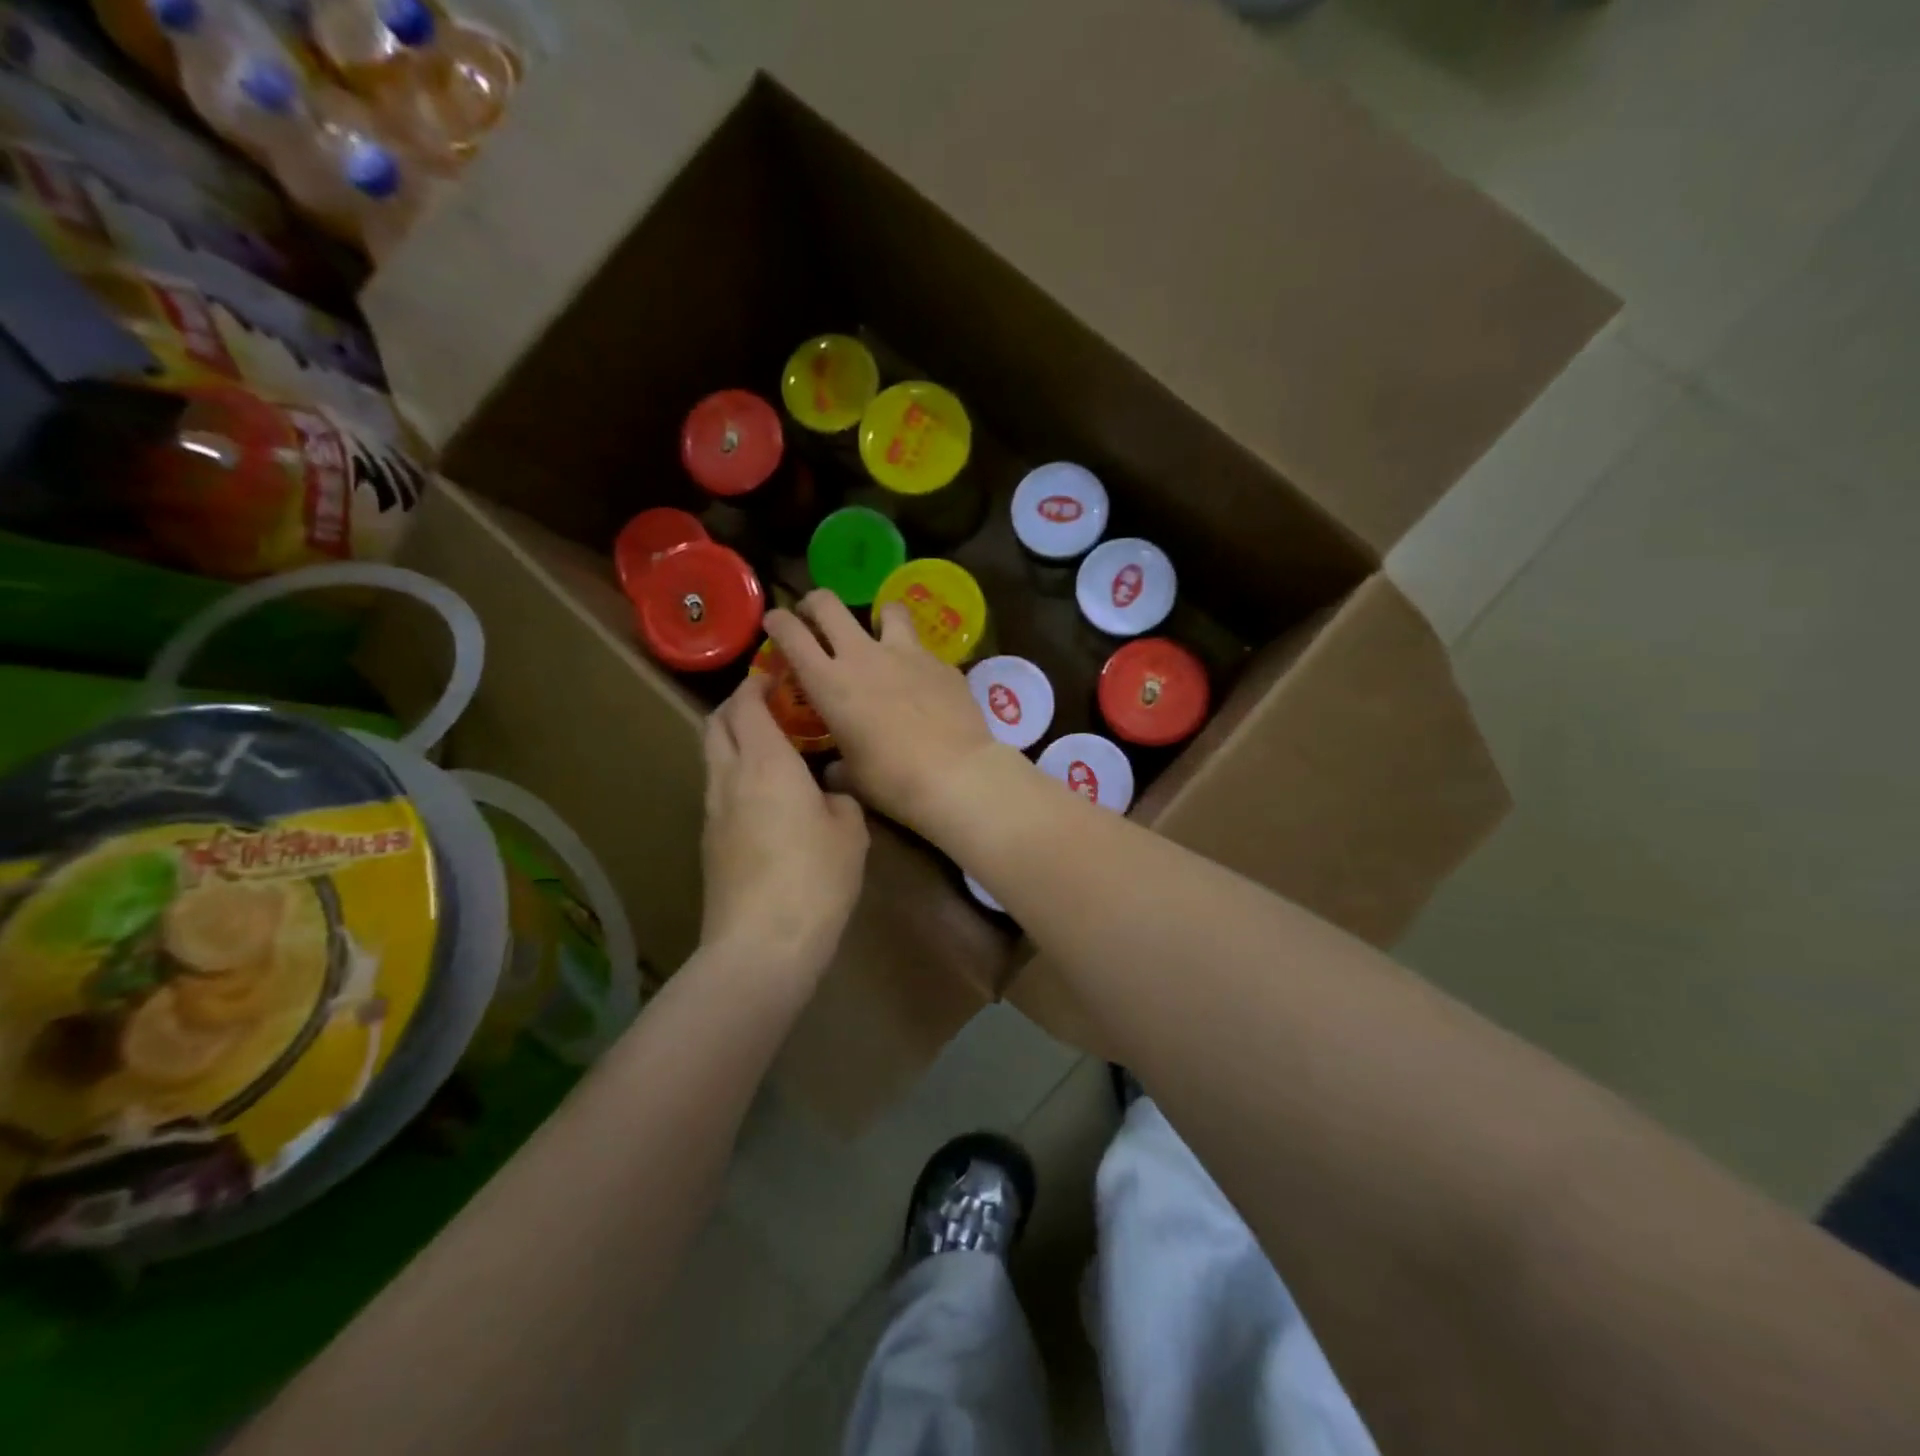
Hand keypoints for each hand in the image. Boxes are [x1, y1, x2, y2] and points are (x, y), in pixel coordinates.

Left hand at [700, 675, 868, 979]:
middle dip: (736, 705)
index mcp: (766, 762)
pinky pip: (718, 790)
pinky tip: (767, 796)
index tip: (777, 675)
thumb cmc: (815, 877)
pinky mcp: (709, 841)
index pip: (747, 704)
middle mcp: (729, 777)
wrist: (762, 943)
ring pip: (712, 757)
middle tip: (769, 704)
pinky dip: (735, 775)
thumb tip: (830, 795)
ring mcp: (713, 811)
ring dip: (733, 740)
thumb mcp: (851, 832)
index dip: (757, 683)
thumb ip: (841, 800)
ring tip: (771, 748)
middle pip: (715, 724)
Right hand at [763, 592, 1016, 839]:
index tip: (774, 621)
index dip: (778, 621)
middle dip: (815, 603)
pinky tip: (922, 680)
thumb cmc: (892, 780)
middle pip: (828, 605)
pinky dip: (915, 657)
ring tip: (880, 632)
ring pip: (887, 609)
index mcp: (829, 683)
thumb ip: (837, 765)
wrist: (955, 773)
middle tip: (814, 614)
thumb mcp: (852, 777)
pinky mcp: (941, 662)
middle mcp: (863, 656)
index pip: (791, 635)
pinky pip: (923, 648)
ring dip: (878, 616)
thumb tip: (835, 768)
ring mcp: (906, 653)